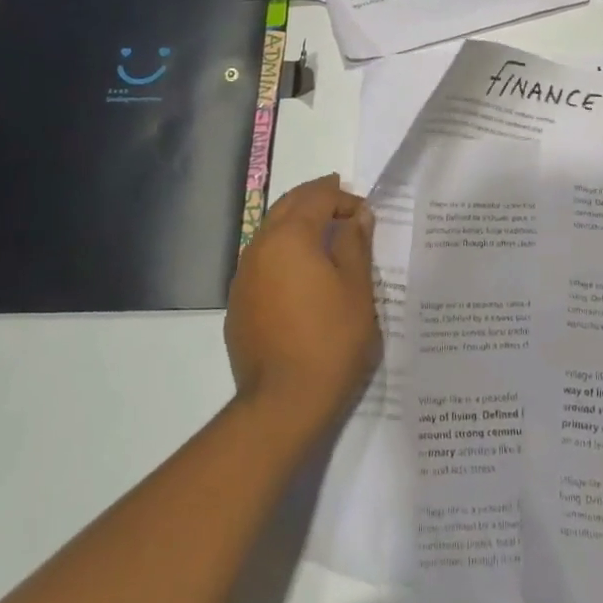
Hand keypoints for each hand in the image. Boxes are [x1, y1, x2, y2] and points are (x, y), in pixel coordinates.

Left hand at [225, 174, 380, 440]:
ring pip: (271, 232)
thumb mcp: (356, 288)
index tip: (364, 212)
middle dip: (315, 199)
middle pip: (287, 206)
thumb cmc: (330, 340)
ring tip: (325, 235)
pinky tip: (302, 272)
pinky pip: (263, 262)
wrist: (282, 404)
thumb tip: (357, 215)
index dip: (343, 198)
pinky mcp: (238, 305)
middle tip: (341, 201)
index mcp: (289, 236)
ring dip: (297, 224)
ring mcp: (243, 277)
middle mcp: (259, 248)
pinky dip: (284, 253)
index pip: (316, 197)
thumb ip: (356, 243)